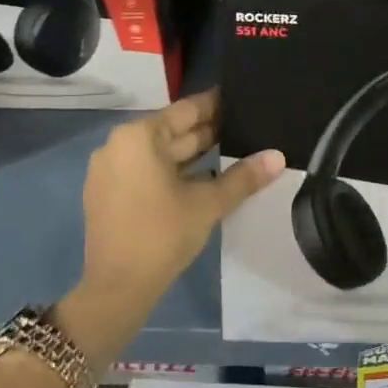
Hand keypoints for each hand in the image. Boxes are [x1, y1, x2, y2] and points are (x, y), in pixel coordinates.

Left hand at [59, 90, 283, 366]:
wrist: (117, 288)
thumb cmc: (163, 234)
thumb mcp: (208, 203)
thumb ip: (244, 177)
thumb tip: (278, 156)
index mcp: (139, 136)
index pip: (187, 110)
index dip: (218, 106)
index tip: (243, 100)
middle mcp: (119, 145)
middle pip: (172, 132)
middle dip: (209, 132)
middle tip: (248, 127)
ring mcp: (110, 171)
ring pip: (161, 154)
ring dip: (194, 155)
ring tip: (235, 152)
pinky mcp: (108, 194)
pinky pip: (147, 172)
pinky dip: (174, 173)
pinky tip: (206, 180)